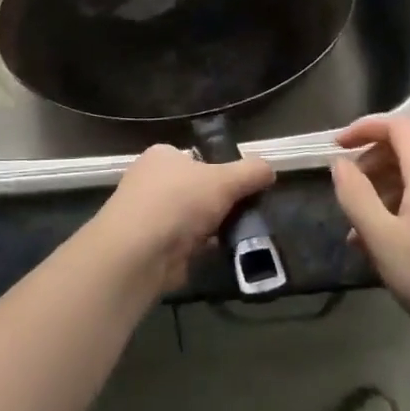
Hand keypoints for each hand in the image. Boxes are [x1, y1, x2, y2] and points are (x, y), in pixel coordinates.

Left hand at [89, 144, 274, 293]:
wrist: (139, 252)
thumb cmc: (179, 201)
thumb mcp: (225, 179)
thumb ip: (251, 172)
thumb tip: (270, 170)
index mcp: (162, 155)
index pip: (198, 158)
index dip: (221, 171)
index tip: (244, 188)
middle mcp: (151, 181)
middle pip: (196, 190)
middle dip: (219, 203)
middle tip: (247, 214)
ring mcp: (148, 215)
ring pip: (192, 218)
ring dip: (212, 228)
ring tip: (241, 236)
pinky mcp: (150, 246)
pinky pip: (186, 244)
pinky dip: (203, 249)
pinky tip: (222, 254)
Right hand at [331, 114, 409, 350]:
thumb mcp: (382, 239)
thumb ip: (355, 195)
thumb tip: (340, 163)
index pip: (396, 126)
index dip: (363, 128)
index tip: (336, 147)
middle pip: (406, 151)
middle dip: (371, 166)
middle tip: (348, 198)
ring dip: (385, 195)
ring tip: (362, 235)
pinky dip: (405, 210)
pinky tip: (393, 248)